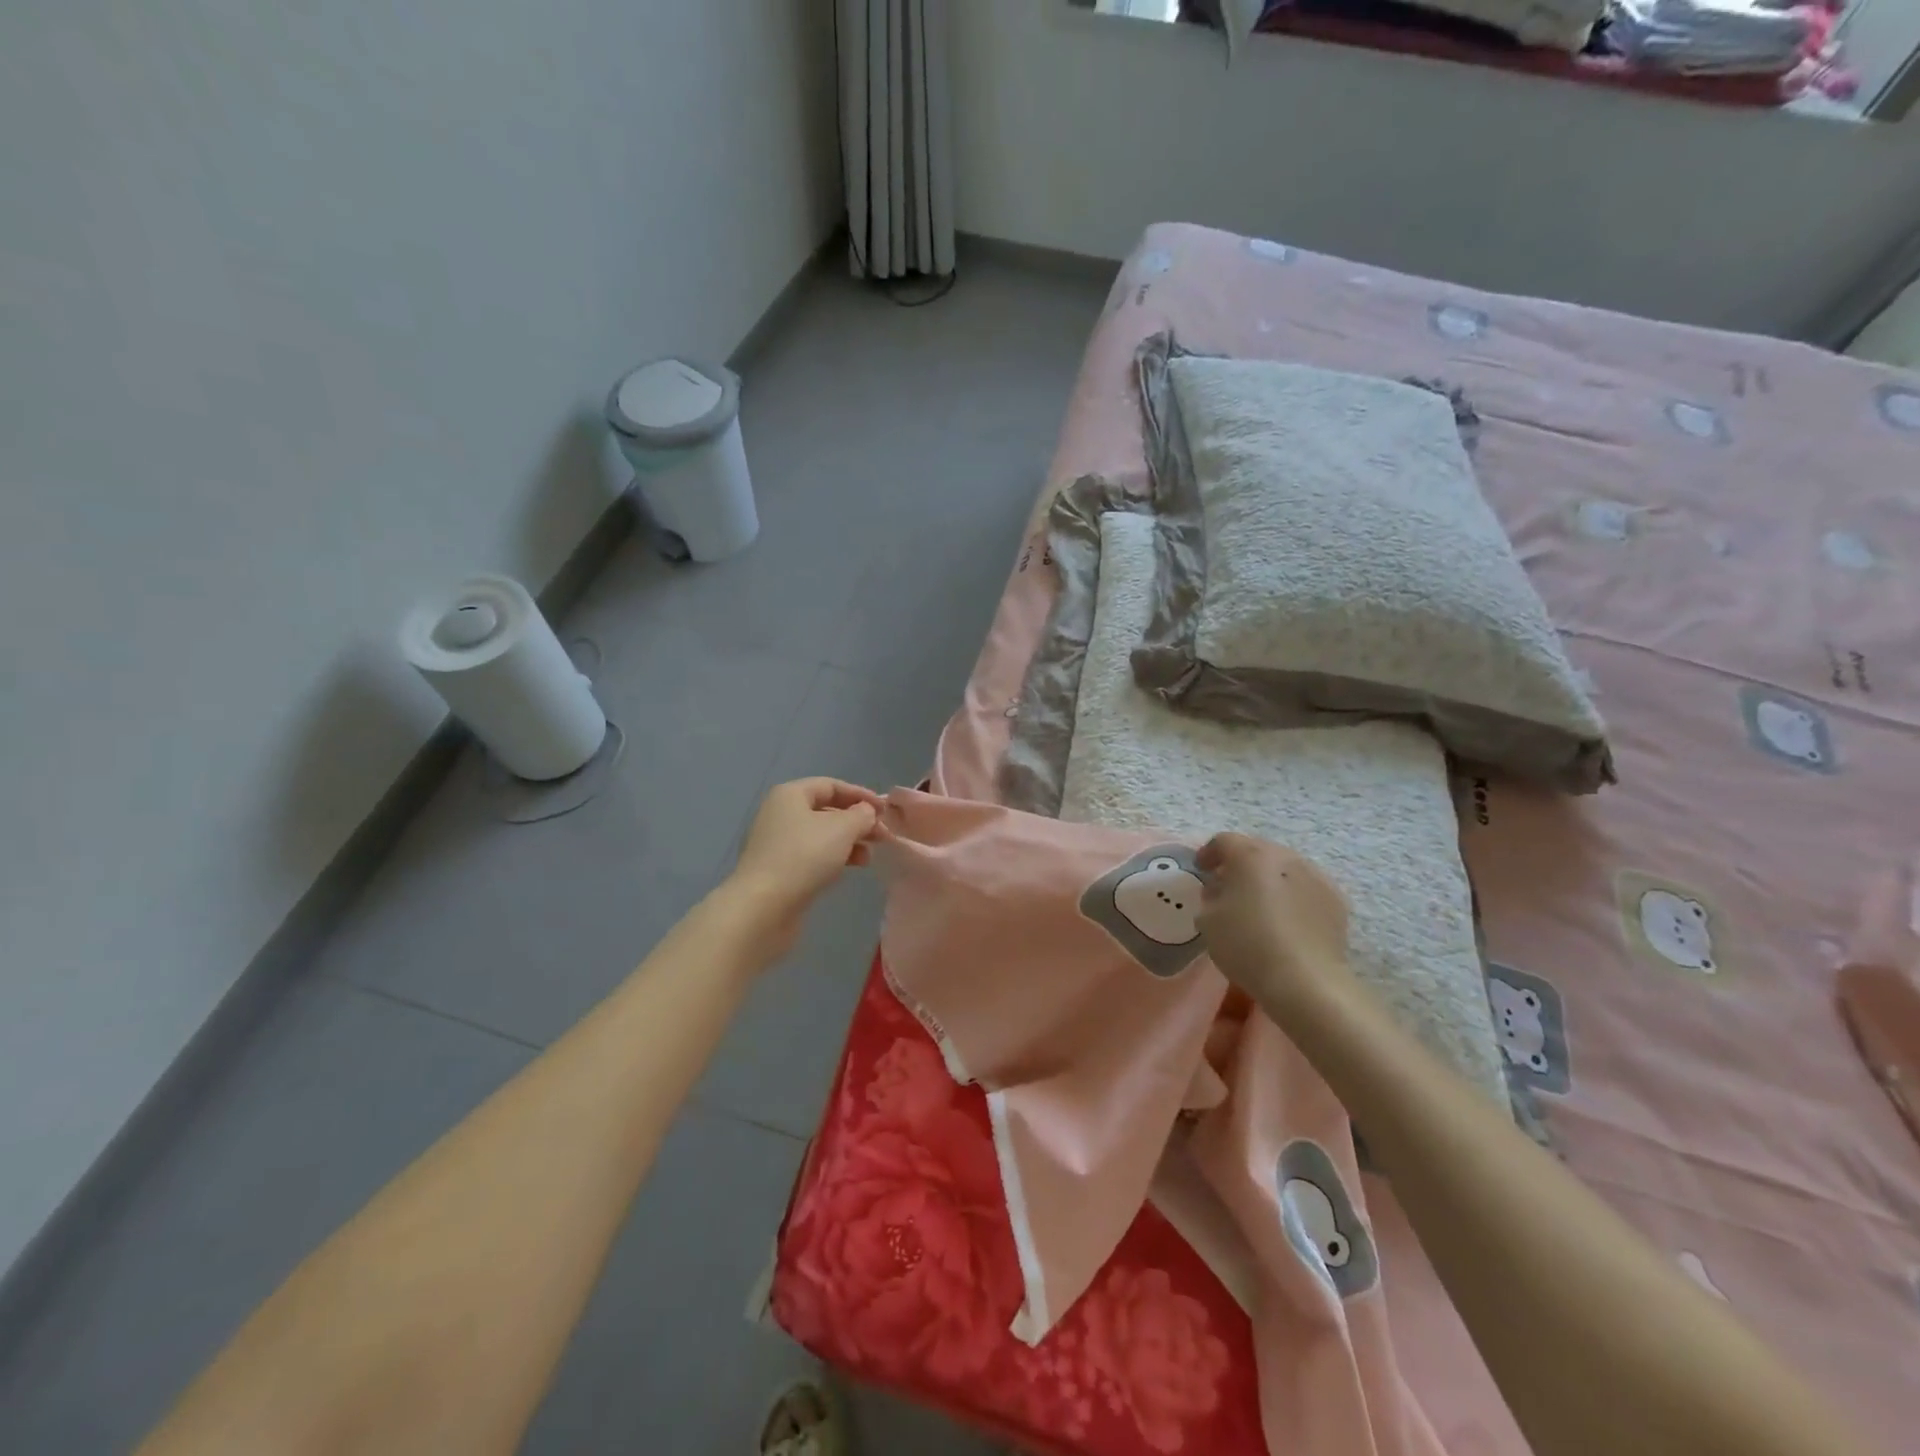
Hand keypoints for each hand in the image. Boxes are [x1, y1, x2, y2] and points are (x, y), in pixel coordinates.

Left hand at [726, 778, 882, 952]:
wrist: (763, 908)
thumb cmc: (804, 857)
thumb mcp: (842, 829)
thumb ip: (861, 815)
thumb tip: (866, 812)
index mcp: (790, 795)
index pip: (831, 785)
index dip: (860, 795)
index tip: (885, 811)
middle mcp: (779, 814)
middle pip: (825, 810)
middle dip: (856, 822)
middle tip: (882, 836)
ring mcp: (776, 844)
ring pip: (820, 835)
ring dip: (847, 842)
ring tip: (868, 857)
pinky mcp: (777, 870)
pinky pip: (811, 856)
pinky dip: (832, 858)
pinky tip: (848, 870)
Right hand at [1196, 833, 1354, 1016]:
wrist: (1304, 981)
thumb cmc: (1246, 945)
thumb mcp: (1208, 920)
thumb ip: (1210, 896)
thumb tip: (1221, 890)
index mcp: (1251, 855)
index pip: (1224, 841)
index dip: (1209, 853)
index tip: (1201, 870)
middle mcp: (1286, 857)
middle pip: (1258, 851)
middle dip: (1241, 864)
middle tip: (1229, 886)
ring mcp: (1316, 876)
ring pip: (1286, 868)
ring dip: (1271, 879)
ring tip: (1261, 903)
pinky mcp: (1337, 901)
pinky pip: (1307, 888)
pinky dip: (1294, 895)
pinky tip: (1287, 919)